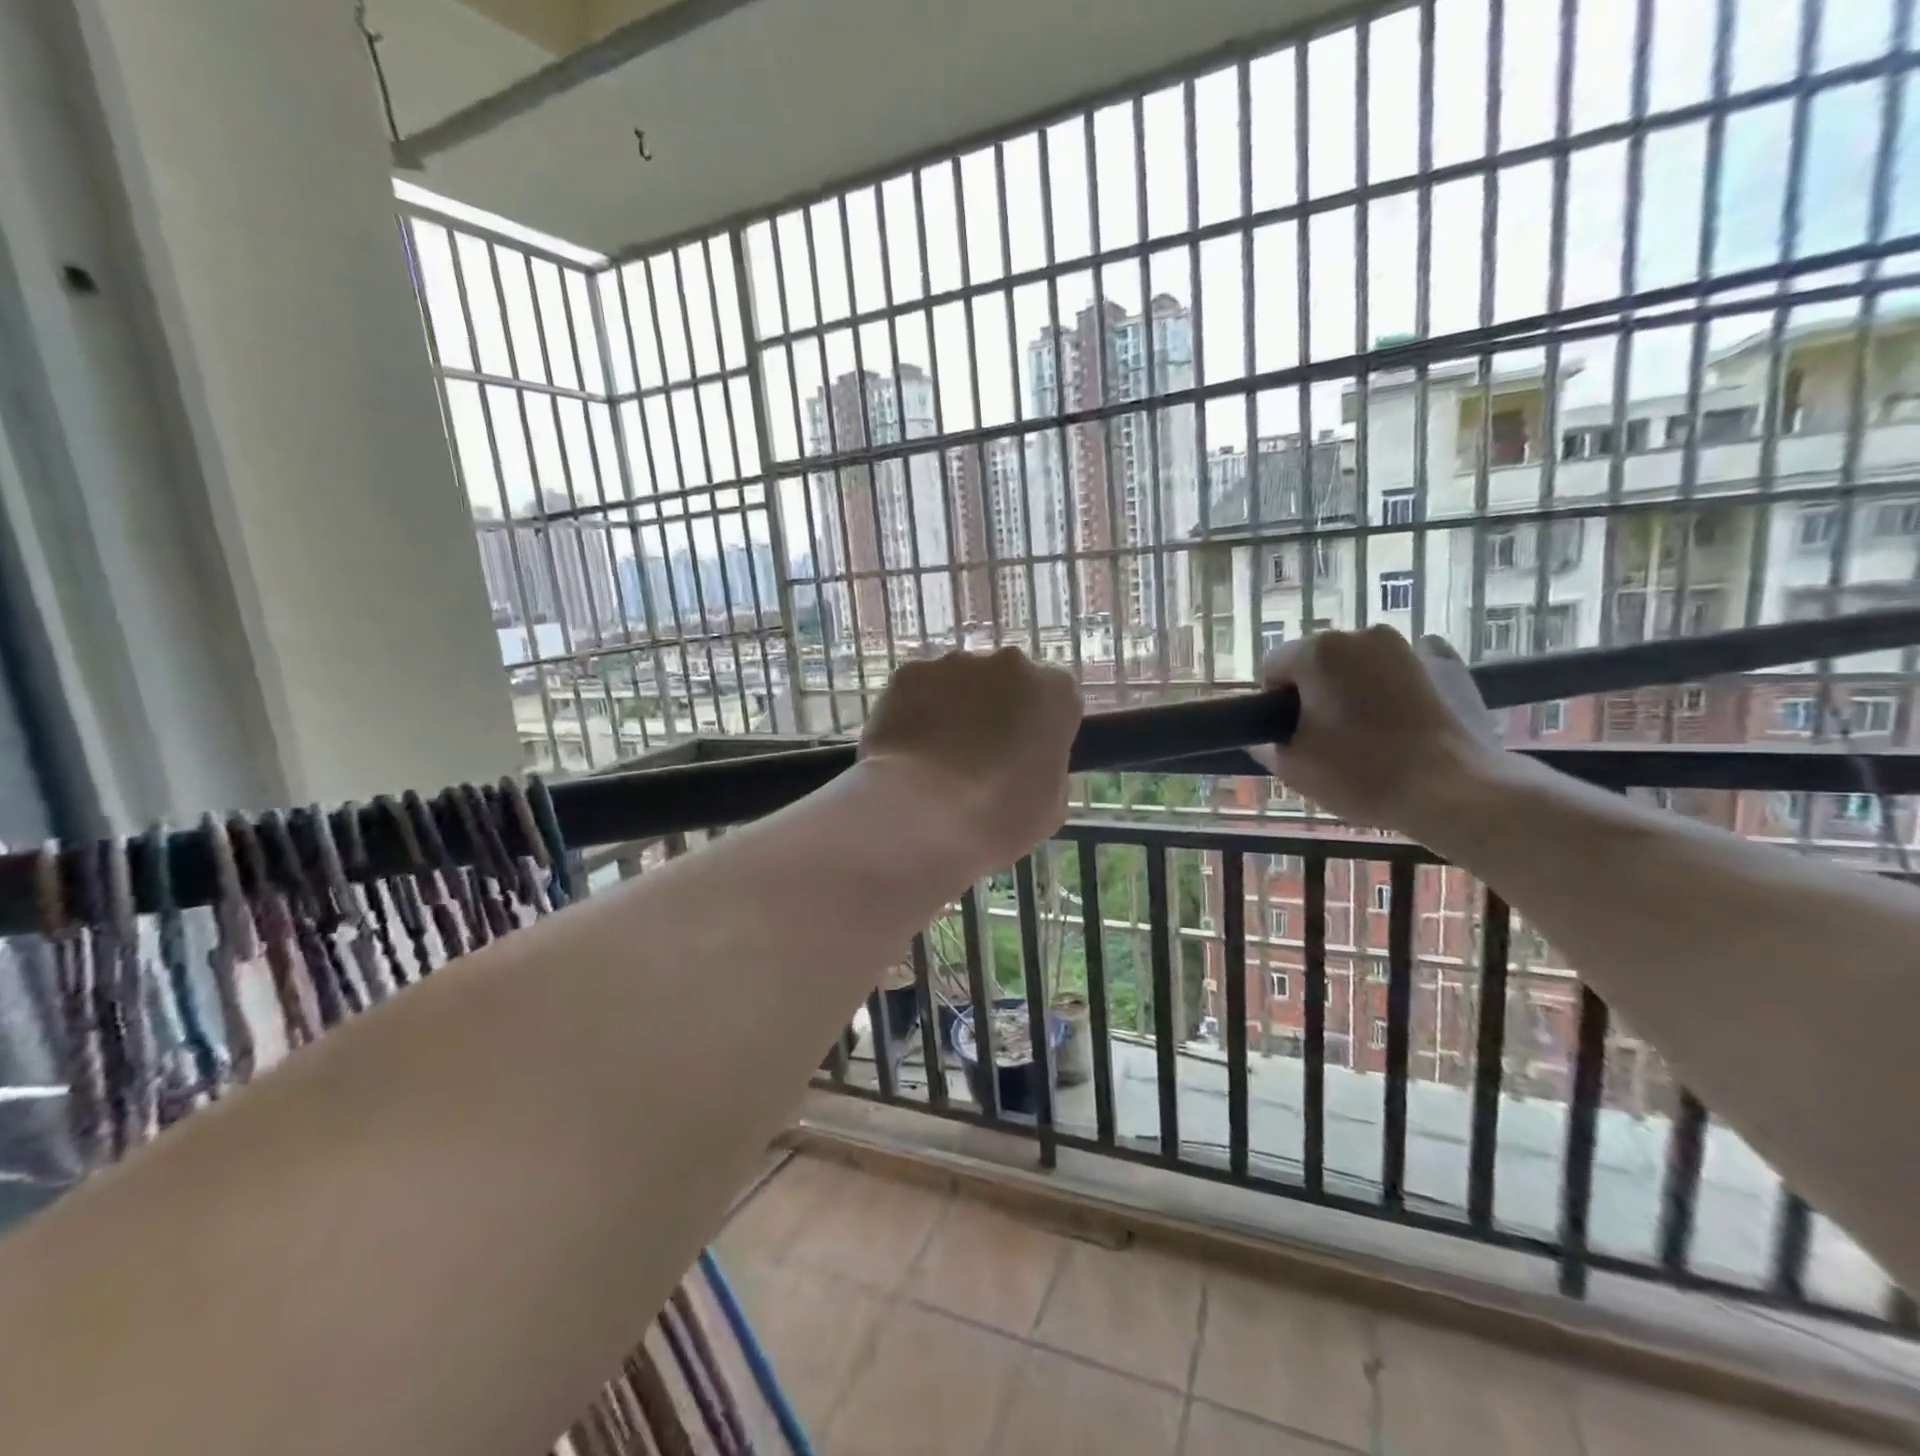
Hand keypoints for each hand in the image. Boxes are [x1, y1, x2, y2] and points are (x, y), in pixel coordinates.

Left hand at [860, 648, 1082, 876]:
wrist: (918, 811)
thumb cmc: (997, 816)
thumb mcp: (1049, 808)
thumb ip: (1049, 770)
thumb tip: (1031, 763)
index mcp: (1055, 693)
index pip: (1058, 701)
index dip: (1041, 731)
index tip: (1026, 759)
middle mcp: (1010, 664)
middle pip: (1009, 683)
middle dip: (999, 712)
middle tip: (982, 758)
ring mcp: (955, 663)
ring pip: (962, 683)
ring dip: (957, 710)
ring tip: (938, 758)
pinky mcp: (908, 673)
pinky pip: (920, 690)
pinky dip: (917, 712)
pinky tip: (909, 750)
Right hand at [1250, 626, 1501, 837]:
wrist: (1456, 792)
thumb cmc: (1361, 775)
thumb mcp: (1292, 768)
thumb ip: (1266, 744)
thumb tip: (1266, 737)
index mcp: (1318, 651)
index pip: (1273, 668)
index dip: (1275, 705)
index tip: (1291, 737)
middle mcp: (1362, 635)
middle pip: (1319, 663)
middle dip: (1316, 693)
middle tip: (1327, 741)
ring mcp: (1410, 646)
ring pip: (1361, 667)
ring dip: (1355, 691)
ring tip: (1369, 737)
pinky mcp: (1449, 664)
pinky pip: (1406, 670)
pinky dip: (1398, 688)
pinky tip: (1404, 720)